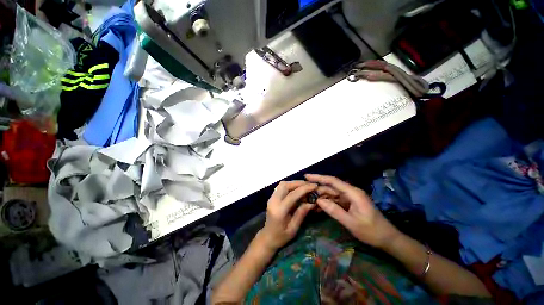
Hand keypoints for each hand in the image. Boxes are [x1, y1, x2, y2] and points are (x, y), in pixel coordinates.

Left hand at [258, 181, 316, 250]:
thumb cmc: (280, 237)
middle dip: (298, 183)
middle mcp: (273, 201)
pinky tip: (297, 189)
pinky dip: (290, 185)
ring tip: (305, 186)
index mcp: (279, 210)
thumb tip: (312, 202)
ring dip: (294, 183)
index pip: (292, 195)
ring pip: (282, 184)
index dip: (304, 189)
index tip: (314, 186)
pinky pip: (281, 187)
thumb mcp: (293, 229)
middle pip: (285, 185)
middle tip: (310, 185)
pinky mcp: (272, 197)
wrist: (267, 237)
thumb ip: (301, 214)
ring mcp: (271, 198)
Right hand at [305, 174, 400, 248]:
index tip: (306, 176)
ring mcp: (350, 197)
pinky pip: (335, 200)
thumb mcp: (351, 223)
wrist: (388, 239)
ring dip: (321, 196)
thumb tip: (318, 200)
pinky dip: (327, 202)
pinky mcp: (349, 203)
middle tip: (305, 193)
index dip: (319, 177)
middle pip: (331, 187)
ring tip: (309, 200)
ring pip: (332, 193)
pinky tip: (319, 206)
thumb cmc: (371, 231)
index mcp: (353, 193)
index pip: (333, 181)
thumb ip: (334, 211)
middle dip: (318, 189)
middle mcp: (351, 192)